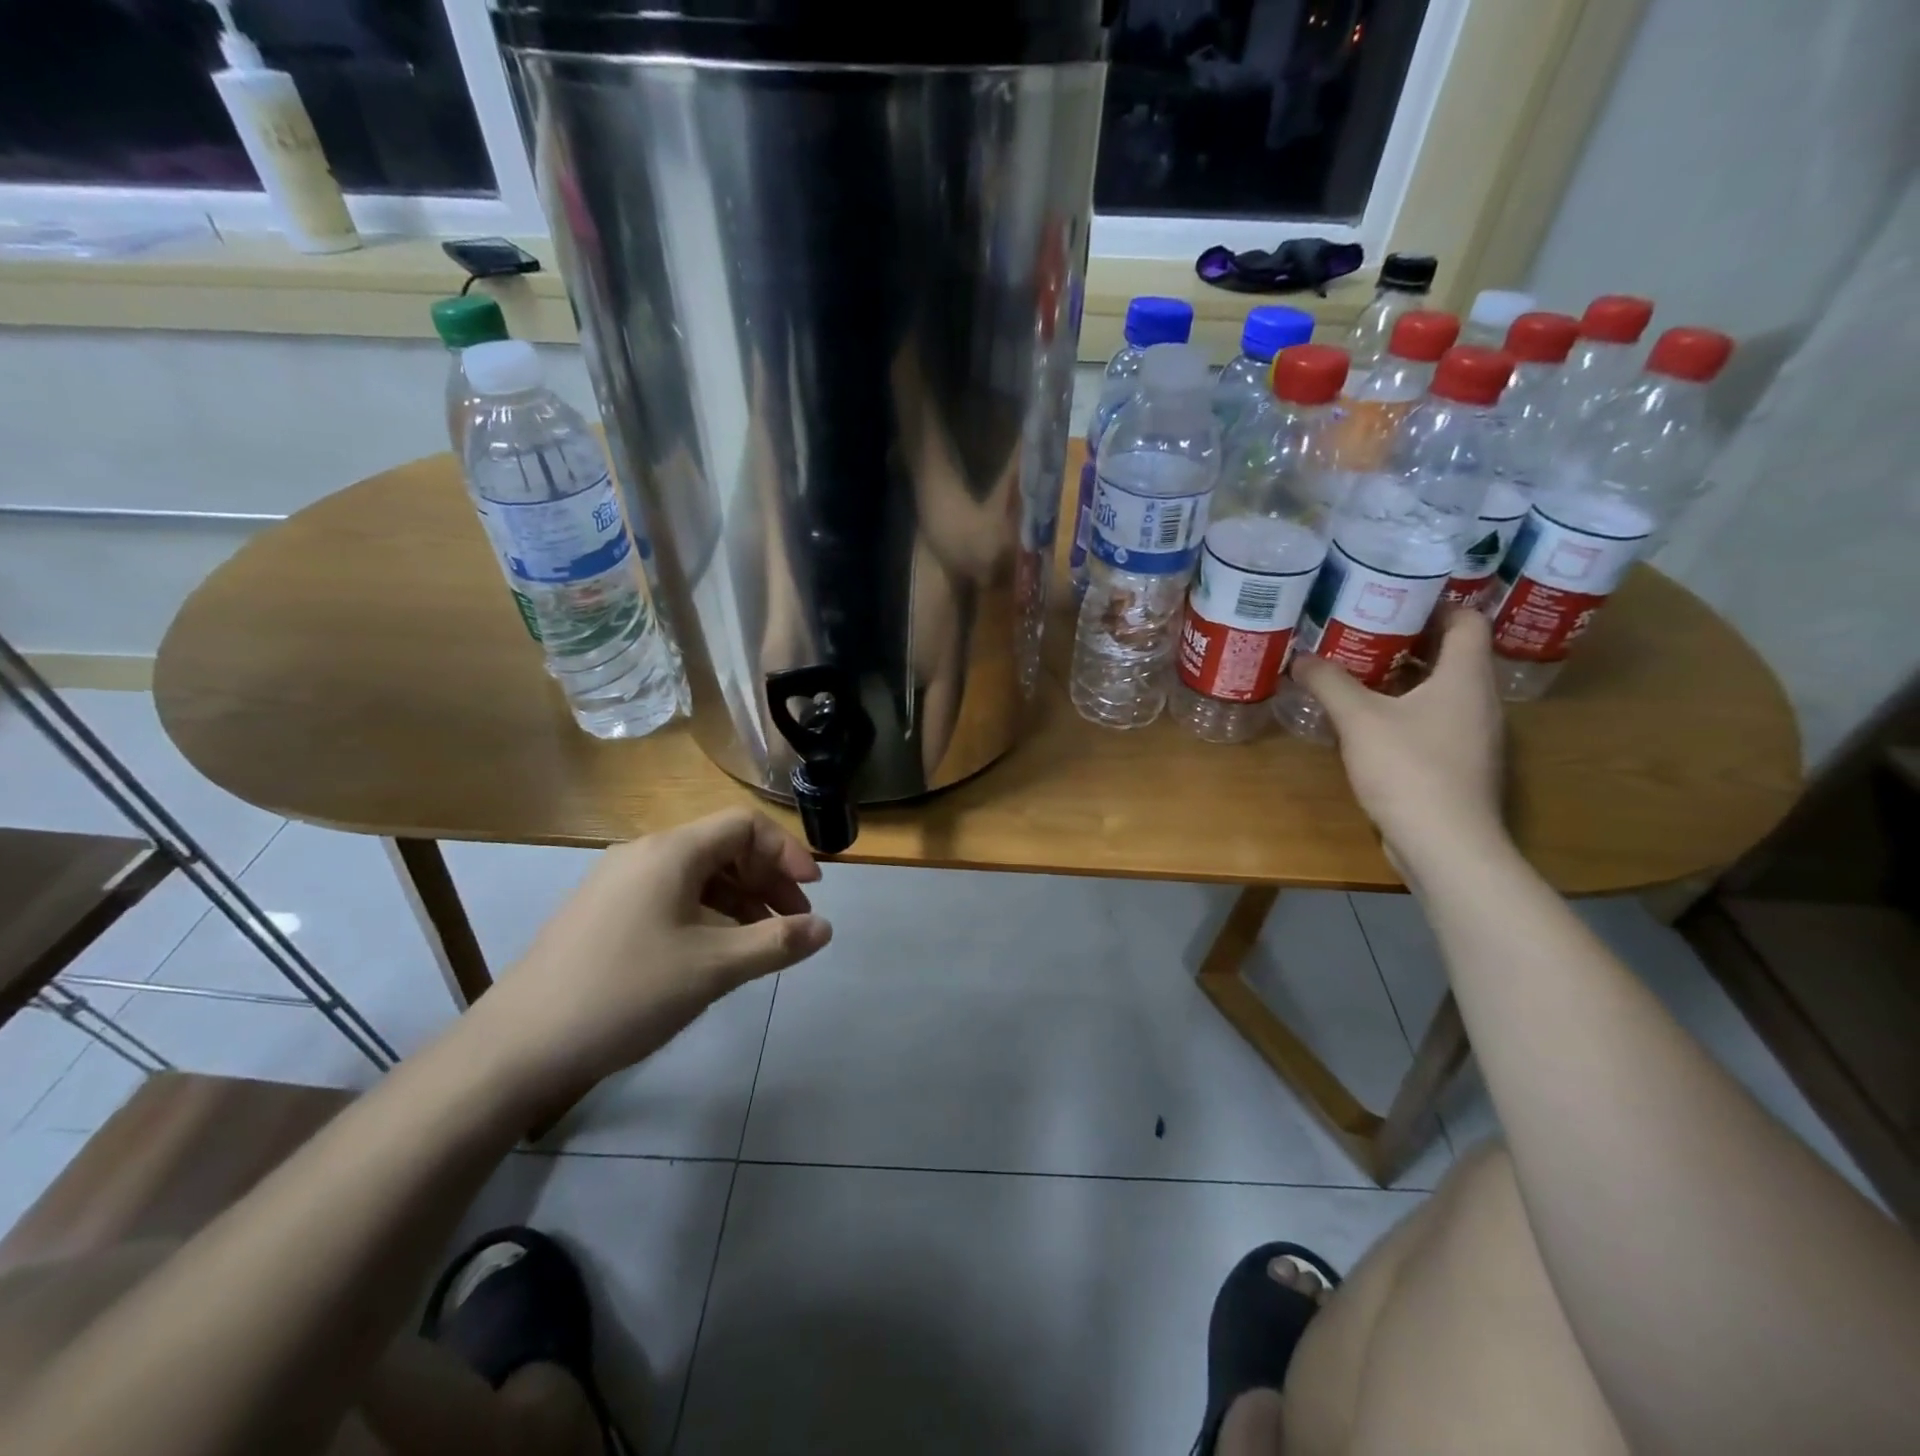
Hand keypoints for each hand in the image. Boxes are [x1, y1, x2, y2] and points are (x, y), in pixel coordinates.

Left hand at [479, 809, 831, 1097]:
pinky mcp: (603, 913)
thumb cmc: (626, 994)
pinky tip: (715, 952)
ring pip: (697, 875)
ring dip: (739, 900)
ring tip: (762, 942)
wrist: (517, 1047)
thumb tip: (826, 928)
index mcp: (670, 852)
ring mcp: (618, 883)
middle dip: (767, 880)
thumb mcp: (713, 968)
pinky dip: (706, 914)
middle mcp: (643, 854)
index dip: (785, 853)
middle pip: (722, 848)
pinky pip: (671, 896)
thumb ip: (776, 943)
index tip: (811, 893)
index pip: (744, 826)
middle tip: (794, 923)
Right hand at [1291, 610, 1507, 878]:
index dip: (1436, 603)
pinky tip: (1368, 719)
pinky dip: (1406, 709)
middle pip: (1452, 654)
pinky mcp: (1459, 763)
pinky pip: (1434, 720)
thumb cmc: (1409, 768)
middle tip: (1362, 629)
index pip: (1467, 620)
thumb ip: (1329, 683)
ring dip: (1405, 676)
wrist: (1445, 843)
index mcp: (1465, 677)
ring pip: (1442, 689)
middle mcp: (1478, 700)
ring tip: (1358, 668)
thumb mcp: (1359, 719)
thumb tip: (1300, 658)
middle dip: (1409, 638)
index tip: (1393, 598)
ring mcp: (1473, 735)